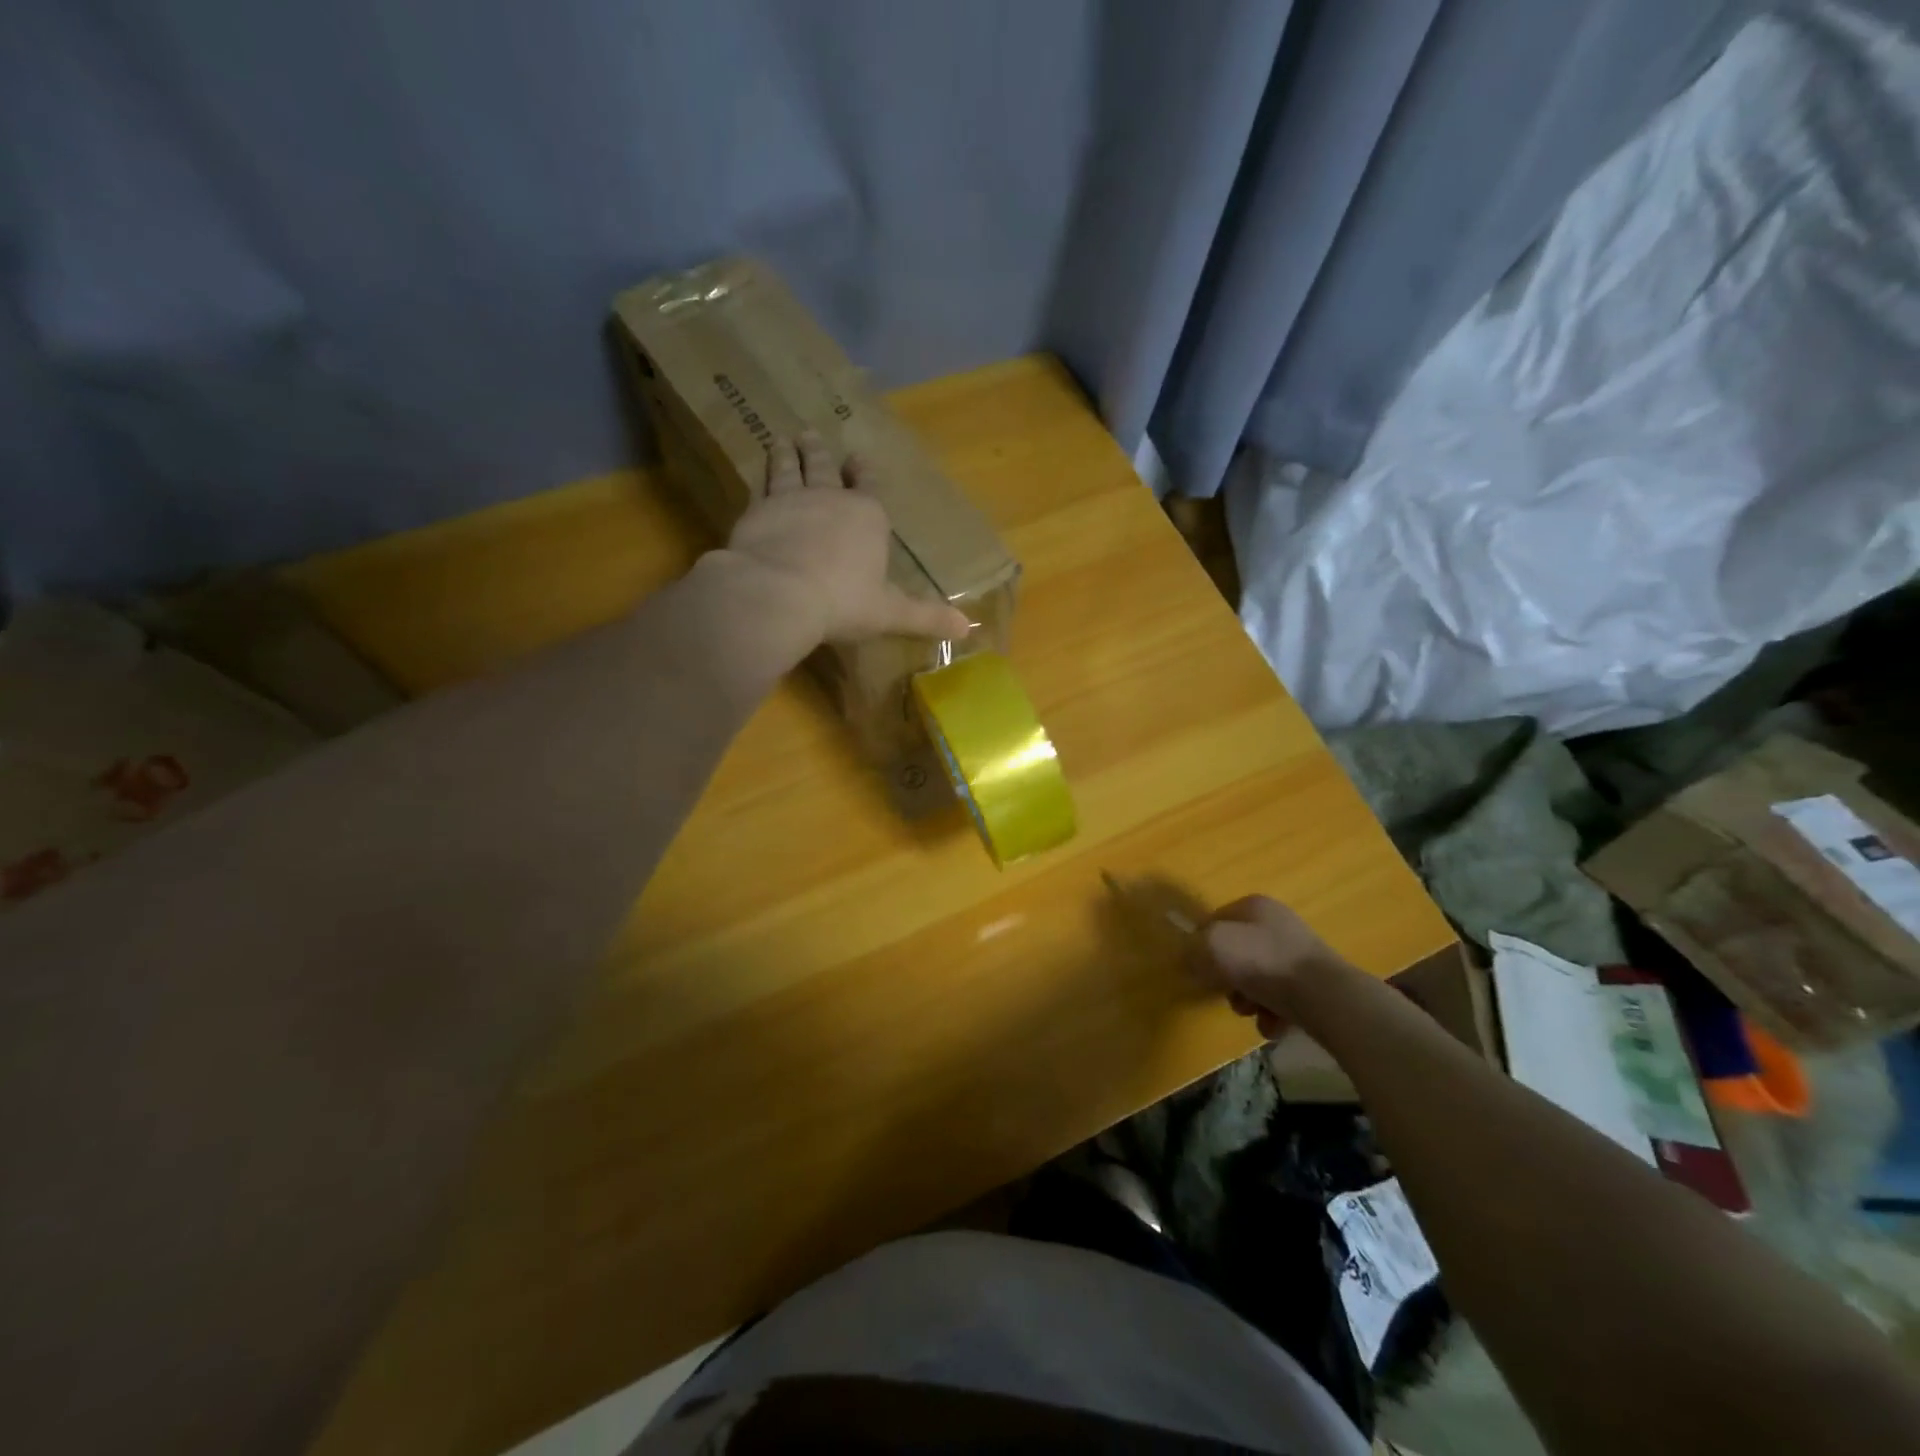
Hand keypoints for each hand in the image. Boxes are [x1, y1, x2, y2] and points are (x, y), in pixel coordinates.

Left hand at [719, 432, 972, 648]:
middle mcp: (829, 498)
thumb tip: (968, 628)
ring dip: (788, 454)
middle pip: (825, 468)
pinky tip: (758, 474)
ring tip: (783, 442)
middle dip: (821, 453)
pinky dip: (761, 475)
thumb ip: (926, 617)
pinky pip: (760, 485)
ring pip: (789, 468)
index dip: (863, 474)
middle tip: (812, 436)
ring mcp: (790, 499)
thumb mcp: (890, 614)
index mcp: (867, 517)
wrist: (778, 593)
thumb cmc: (843, 602)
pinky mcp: (756, 511)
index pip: (868, 486)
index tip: (857, 460)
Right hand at [1191, 895, 1355, 1038]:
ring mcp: (1298, 954)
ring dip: (1248, 1000)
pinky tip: (1273, 1023)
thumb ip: (1193, 947)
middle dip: (1227, 978)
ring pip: (1257, 978)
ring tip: (1253, 1013)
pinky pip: (1280, 998)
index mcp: (1253, 906)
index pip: (1214, 920)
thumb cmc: (1262, 962)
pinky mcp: (1313, 983)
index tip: (1198, 969)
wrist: (1324, 997)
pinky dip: (1272, 1013)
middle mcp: (1277, 924)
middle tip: (1226, 994)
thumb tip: (1191, 956)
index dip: (1201, 944)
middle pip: (1236, 952)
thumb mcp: (1212, 946)